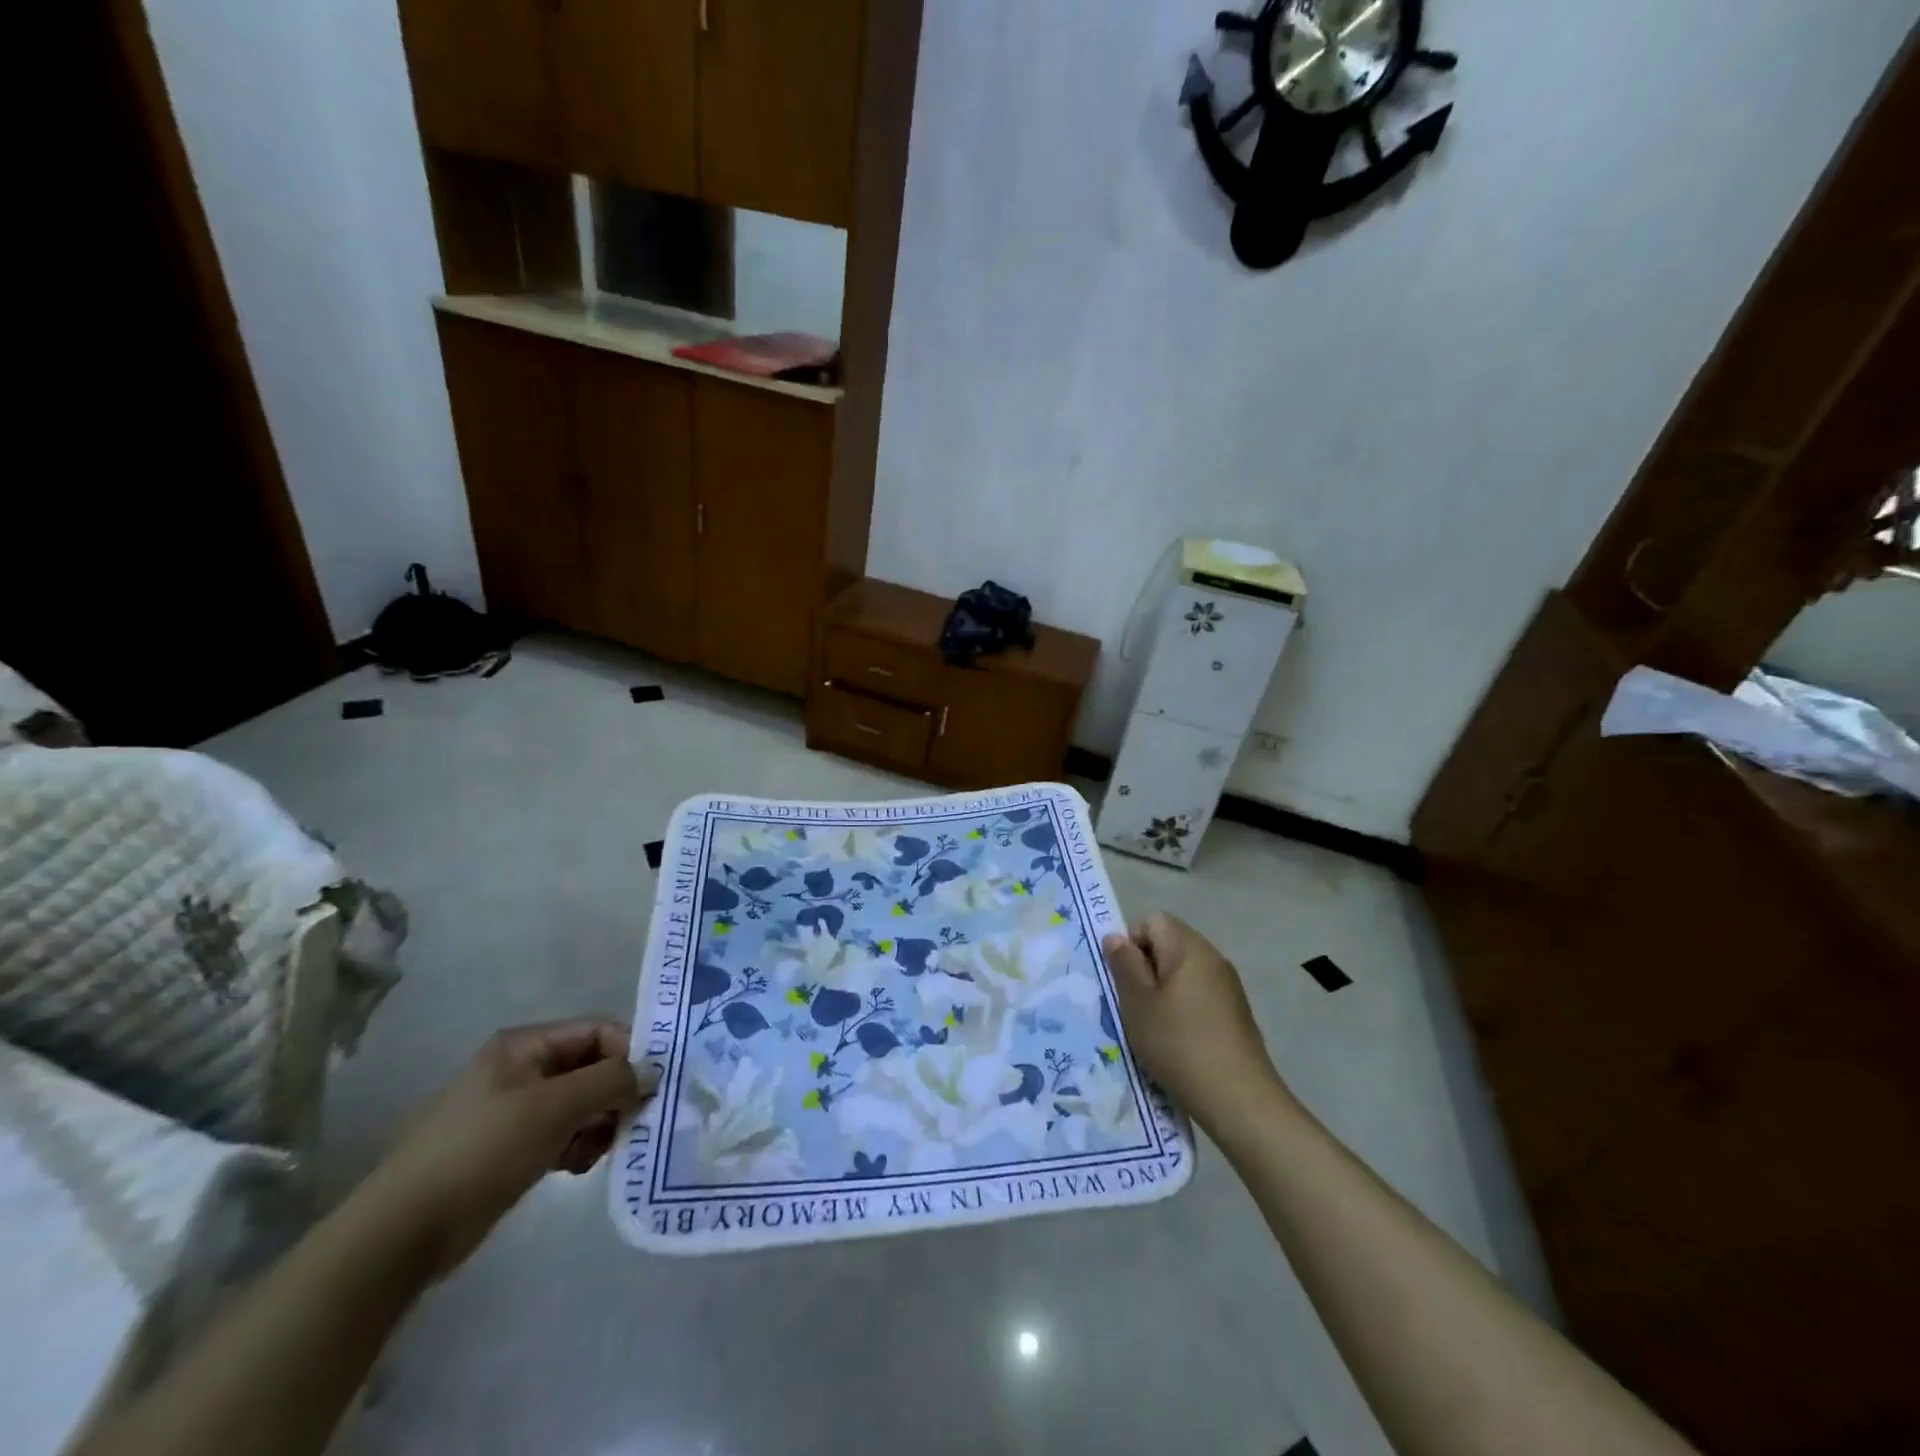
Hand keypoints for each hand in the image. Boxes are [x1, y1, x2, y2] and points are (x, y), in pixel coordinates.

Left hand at [360, 1020, 651, 1278]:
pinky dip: (578, 1145)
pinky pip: (561, 1133)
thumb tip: (653, 1072)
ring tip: (601, 1150)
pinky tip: (578, 1166)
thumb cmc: (482, 1152)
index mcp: (524, 1045)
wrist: (402, 1233)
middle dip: (615, 1093)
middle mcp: (521, 1069)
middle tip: (633, 1122)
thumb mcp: (554, 1108)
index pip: (596, 1031)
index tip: (652, 1087)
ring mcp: (513, 1110)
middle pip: (590, 1067)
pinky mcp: (509, 1148)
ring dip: (599, 1123)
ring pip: (579, 1103)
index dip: (629, 1053)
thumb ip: (610, 1081)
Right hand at [1103, 914, 1291, 1135]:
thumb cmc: (1179, 1044)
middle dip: (1145, 969)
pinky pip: (1199, 995)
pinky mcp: (1236, 1013)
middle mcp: (1213, 958)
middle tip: (1132, 1005)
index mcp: (1189, 947)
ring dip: (1162, 992)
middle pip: (1169, 944)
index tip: (1123, 980)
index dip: (1131, 943)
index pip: (1152, 920)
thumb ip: (1124, 965)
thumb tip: (1116, 937)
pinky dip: (1182, 1009)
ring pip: (1183, 972)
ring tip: (1152, 1027)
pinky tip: (1177, 1041)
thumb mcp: (1138, 1003)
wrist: (1239, 1100)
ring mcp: (1228, 986)